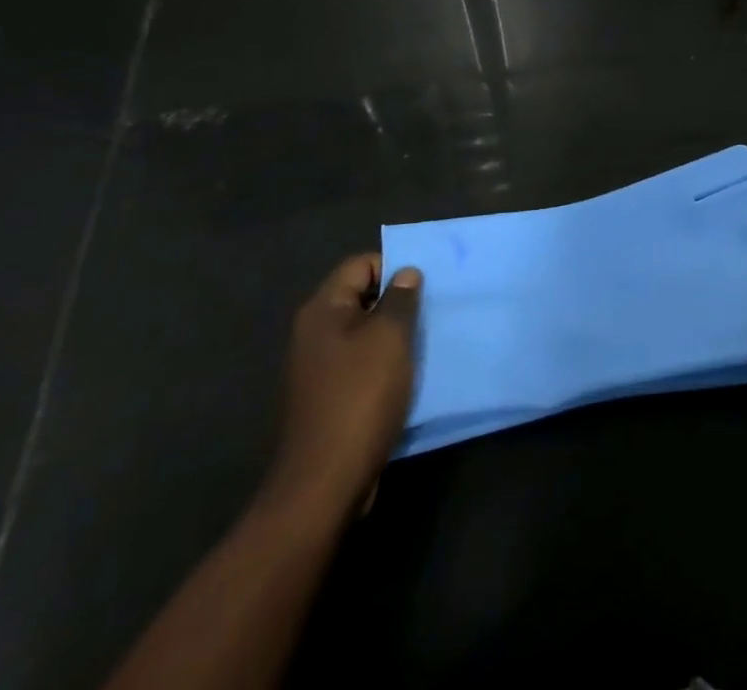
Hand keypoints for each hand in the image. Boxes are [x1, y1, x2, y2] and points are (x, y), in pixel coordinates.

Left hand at [262, 254, 421, 519]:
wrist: (326, 482)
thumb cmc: (360, 396)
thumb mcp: (390, 336)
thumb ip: (401, 298)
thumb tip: (405, 274)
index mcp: (323, 309)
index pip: (360, 264)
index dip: (393, 266)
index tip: (424, 285)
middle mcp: (314, 332)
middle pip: (361, 297)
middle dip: (398, 300)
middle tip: (431, 309)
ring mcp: (319, 367)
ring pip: (364, 332)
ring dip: (394, 334)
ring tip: (426, 340)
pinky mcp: (329, 397)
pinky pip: (362, 363)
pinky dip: (385, 363)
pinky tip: (409, 374)